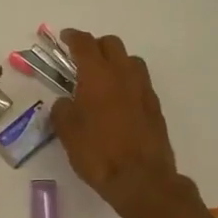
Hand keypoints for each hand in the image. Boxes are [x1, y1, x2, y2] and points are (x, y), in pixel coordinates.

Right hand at [50, 29, 200, 217]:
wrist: (142, 180)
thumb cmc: (98, 153)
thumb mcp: (67, 132)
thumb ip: (62, 110)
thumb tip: (65, 102)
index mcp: (97, 76)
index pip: (85, 44)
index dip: (73, 37)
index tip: (65, 37)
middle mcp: (123, 75)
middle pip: (111, 44)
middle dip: (95, 45)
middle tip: (81, 58)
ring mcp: (143, 89)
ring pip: (130, 60)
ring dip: (115, 61)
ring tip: (102, 77)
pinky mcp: (155, 107)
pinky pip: (140, 81)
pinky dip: (127, 81)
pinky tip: (118, 99)